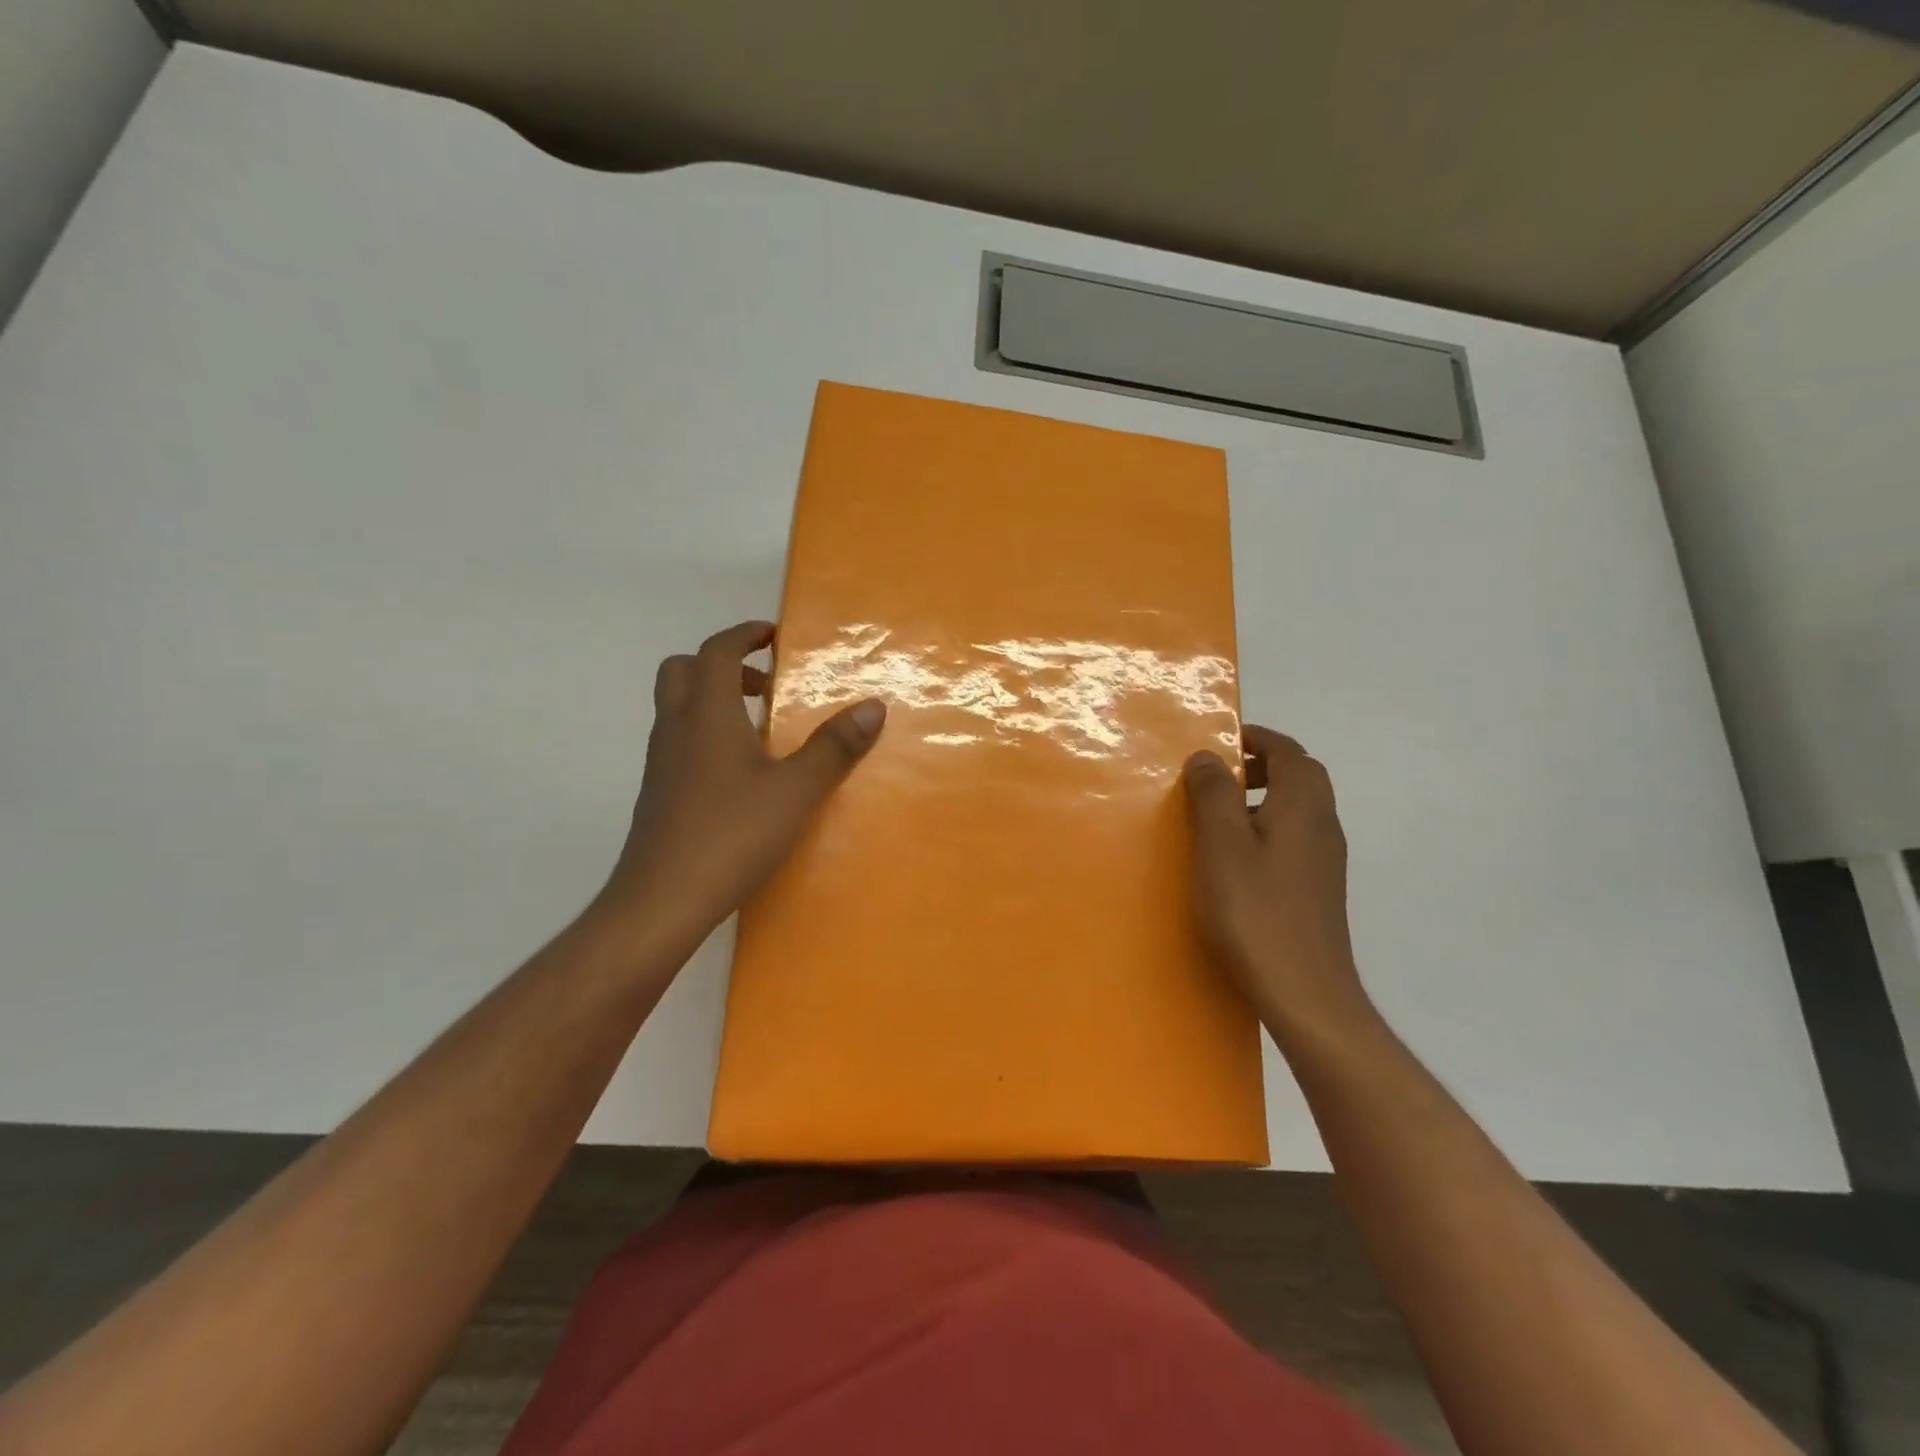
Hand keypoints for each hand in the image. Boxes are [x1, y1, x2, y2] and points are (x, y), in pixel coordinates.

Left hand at [589, 620, 885, 951]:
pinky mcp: (659, 793)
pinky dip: (706, 733)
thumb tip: (873, 707)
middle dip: (723, 664)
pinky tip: (740, 773)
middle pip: (683, 670)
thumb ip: (834, 748)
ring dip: (714, 699)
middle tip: (765, 684)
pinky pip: (679, 741)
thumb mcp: (796, 791)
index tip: (773, 635)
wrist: (661, 900)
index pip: (717, 651)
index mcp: (707, 714)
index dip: (744, 635)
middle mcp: (676, 728)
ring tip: (760, 728)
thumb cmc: (731, 835)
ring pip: (678, 707)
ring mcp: (661, 762)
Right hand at [1183, 726, 1378, 1044]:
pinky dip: (1265, 829)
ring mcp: (1325, 860)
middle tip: (1215, 776)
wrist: (1306, 994)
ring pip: (1297, 809)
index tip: (1219, 739)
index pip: (1288, 751)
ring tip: (1215, 816)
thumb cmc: (1256, 912)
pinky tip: (1234, 860)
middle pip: (1299, 776)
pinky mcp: (1317, 889)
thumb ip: (1214, 793)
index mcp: (1302, 806)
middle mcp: (1322, 825)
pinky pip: (1293, 838)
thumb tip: (1209, 756)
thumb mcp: (1222, 846)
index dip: (1255, 738)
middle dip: (1260, 765)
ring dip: (1261, 798)